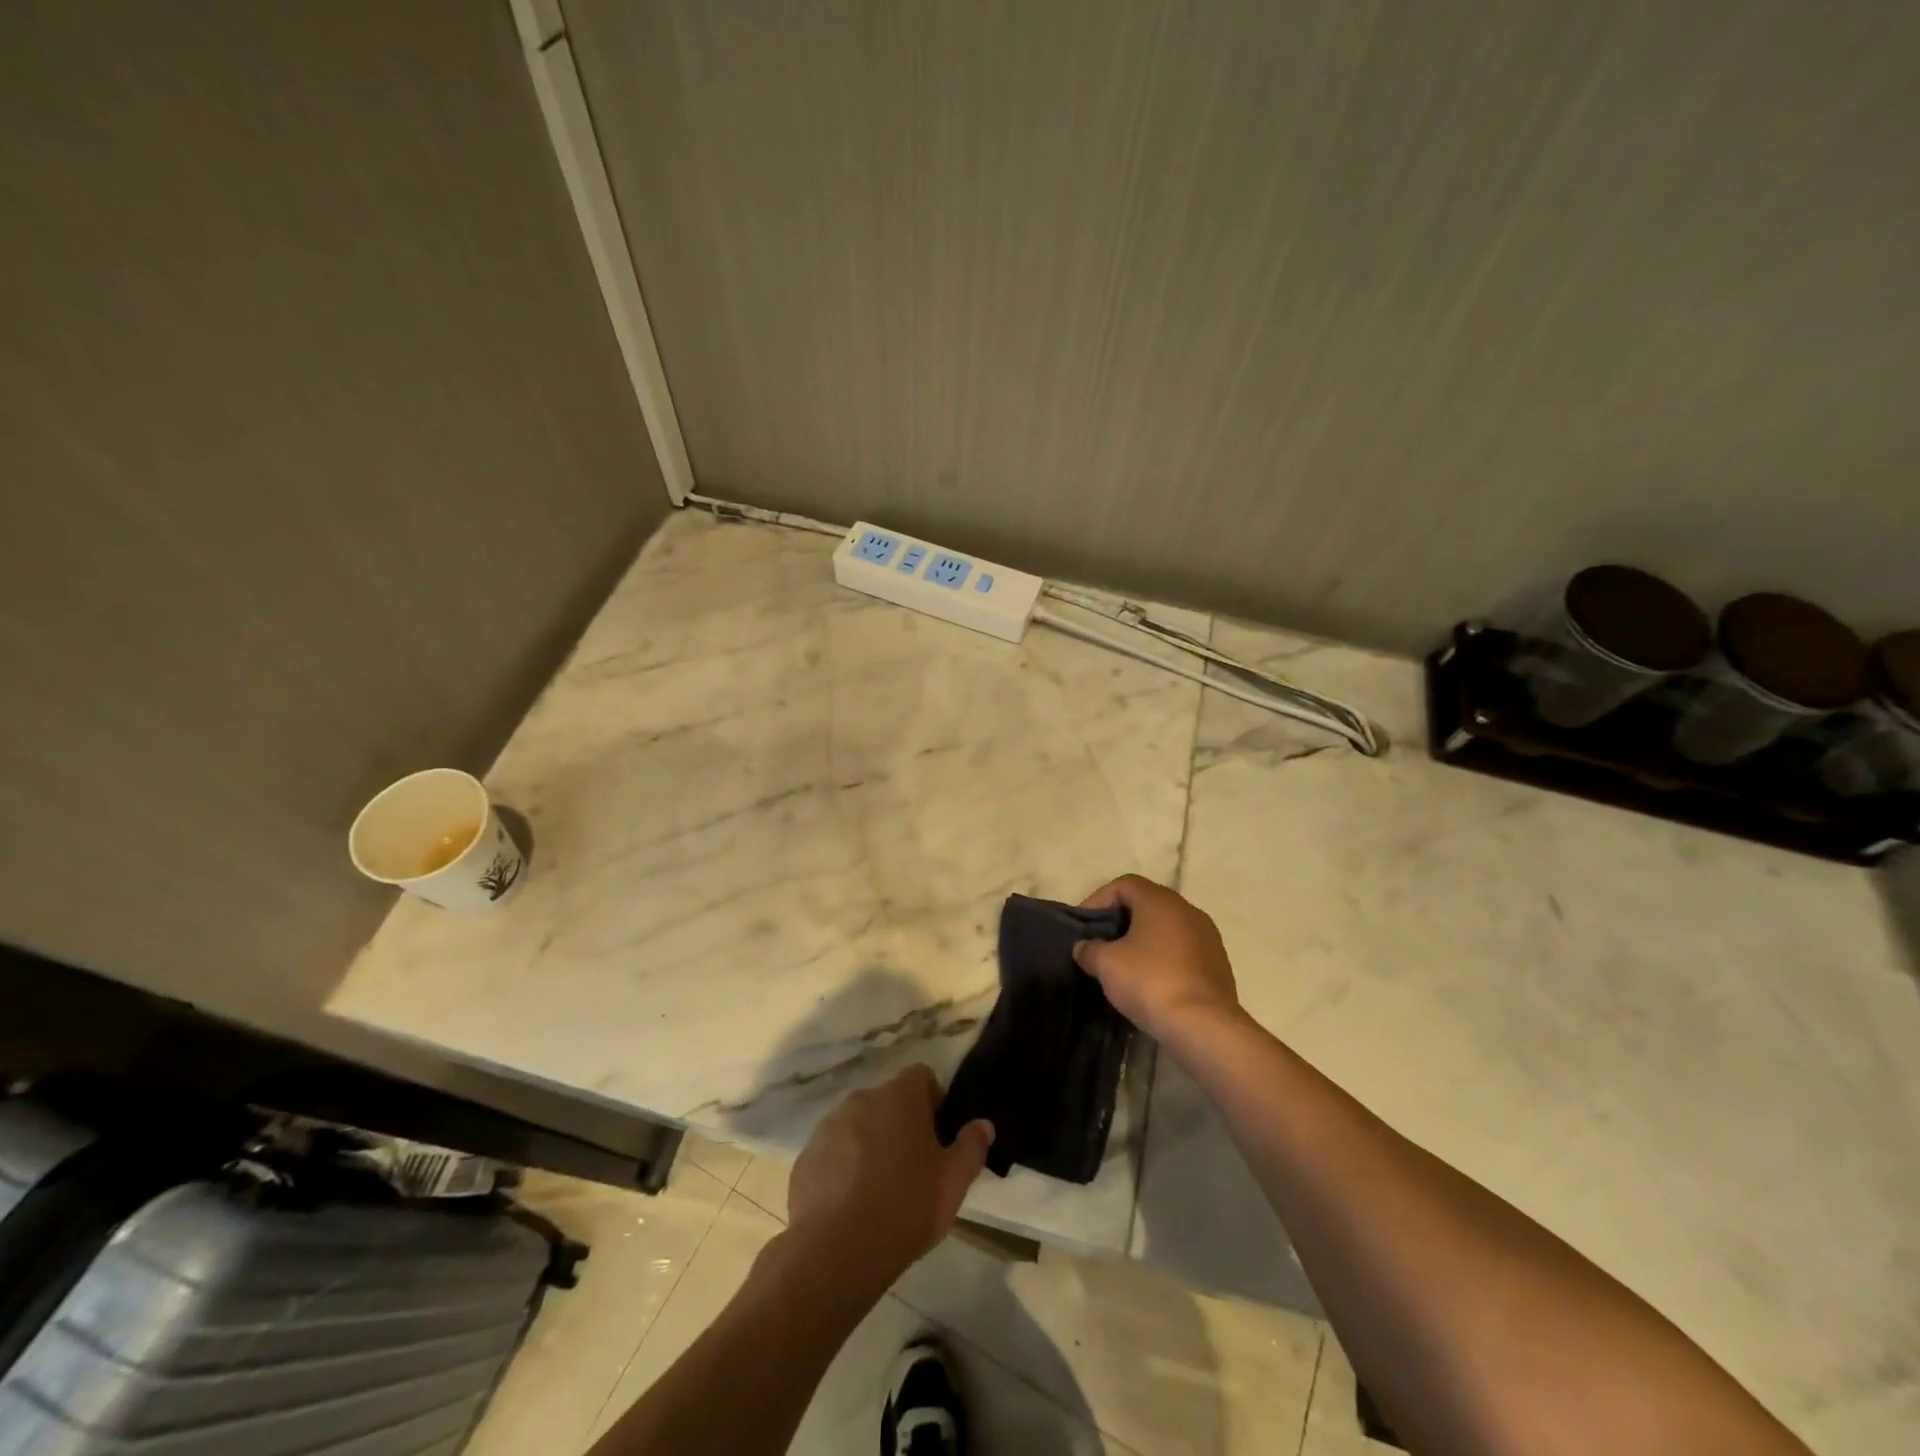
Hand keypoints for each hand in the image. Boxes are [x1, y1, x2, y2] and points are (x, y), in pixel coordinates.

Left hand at [784, 1065, 993, 1293]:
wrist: (836, 1252)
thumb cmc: (905, 1206)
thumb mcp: (954, 1181)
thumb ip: (972, 1146)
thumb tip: (983, 1124)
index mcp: (899, 1096)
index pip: (922, 1077)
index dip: (934, 1103)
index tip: (938, 1141)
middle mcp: (862, 1098)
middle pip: (889, 1102)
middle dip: (902, 1126)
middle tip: (914, 1170)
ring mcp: (829, 1126)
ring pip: (859, 1127)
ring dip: (871, 1146)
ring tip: (880, 1193)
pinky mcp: (806, 1157)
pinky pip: (834, 1153)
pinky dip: (844, 1169)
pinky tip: (851, 1207)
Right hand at [1074, 874, 1241, 1044]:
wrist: (1203, 1026)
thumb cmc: (1150, 982)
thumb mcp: (1106, 964)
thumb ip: (1089, 949)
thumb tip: (1085, 948)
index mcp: (1161, 901)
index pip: (1124, 884)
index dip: (1098, 900)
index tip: (1084, 926)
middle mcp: (1188, 910)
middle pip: (1147, 904)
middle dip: (1120, 921)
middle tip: (1100, 943)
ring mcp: (1208, 938)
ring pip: (1166, 929)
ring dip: (1143, 941)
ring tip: (1123, 965)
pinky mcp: (1218, 965)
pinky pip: (1182, 951)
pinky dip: (1162, 959)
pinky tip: (1149, 982)